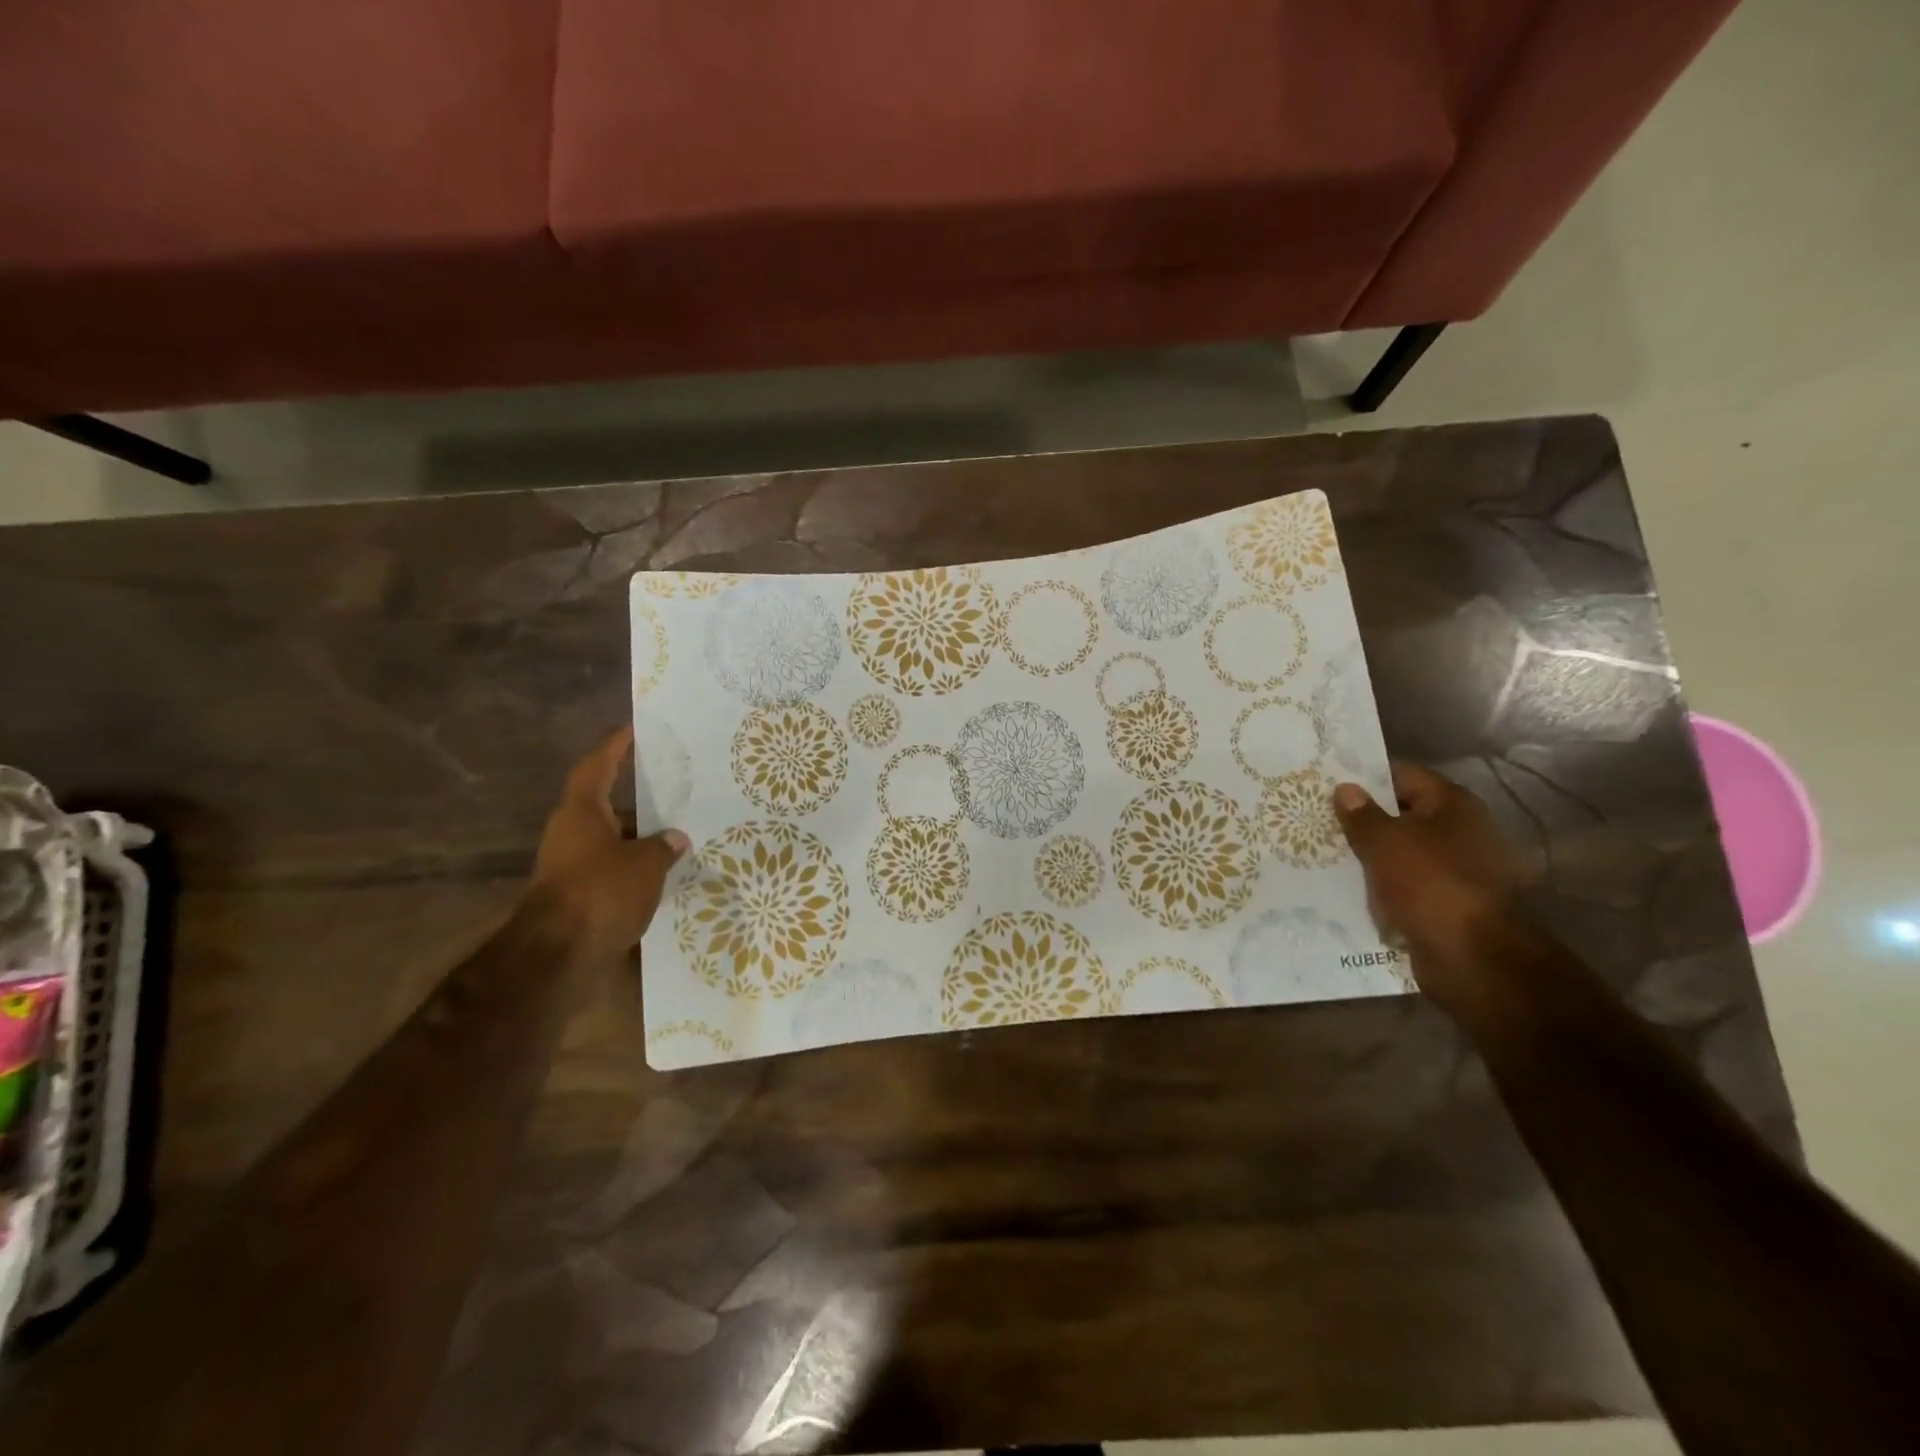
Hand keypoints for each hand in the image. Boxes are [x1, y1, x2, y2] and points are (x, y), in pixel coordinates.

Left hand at [530, 726, 688, 963]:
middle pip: (606, 807)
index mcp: (581, 812)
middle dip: (639, 802)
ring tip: (679, 836)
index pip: (598, 766)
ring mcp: (570, 866)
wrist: (557, 957)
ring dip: (639, 839)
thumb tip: (675, 838)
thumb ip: (663, 847)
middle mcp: (571, 833)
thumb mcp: (645, 865)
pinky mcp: (577, 896)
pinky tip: (664, 874)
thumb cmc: (600, 893)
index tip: (632, 730)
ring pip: (611, 841)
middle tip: (675, 792)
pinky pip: (611, 870)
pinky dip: (635, 869)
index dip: (615, 746)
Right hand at [1333, 764, 1519, 1006]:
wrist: (1475, 959)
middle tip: (1314, 817)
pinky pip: (1402, 885)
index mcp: (1452, 805)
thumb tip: (1345, 789)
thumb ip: (1361, 815)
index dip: (1363, 777)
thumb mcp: (1386, 843)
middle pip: (1400, 815)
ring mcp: (1453, 869)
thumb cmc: (1432, 885)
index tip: (1324, 782)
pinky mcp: (1444, 903)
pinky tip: (1343, 886)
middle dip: (1360, 818)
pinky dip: (1378, 886)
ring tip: (1320, 851)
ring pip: (1398, 853)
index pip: (1401, 775)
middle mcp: (1458, 832)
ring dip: (1367, 855)